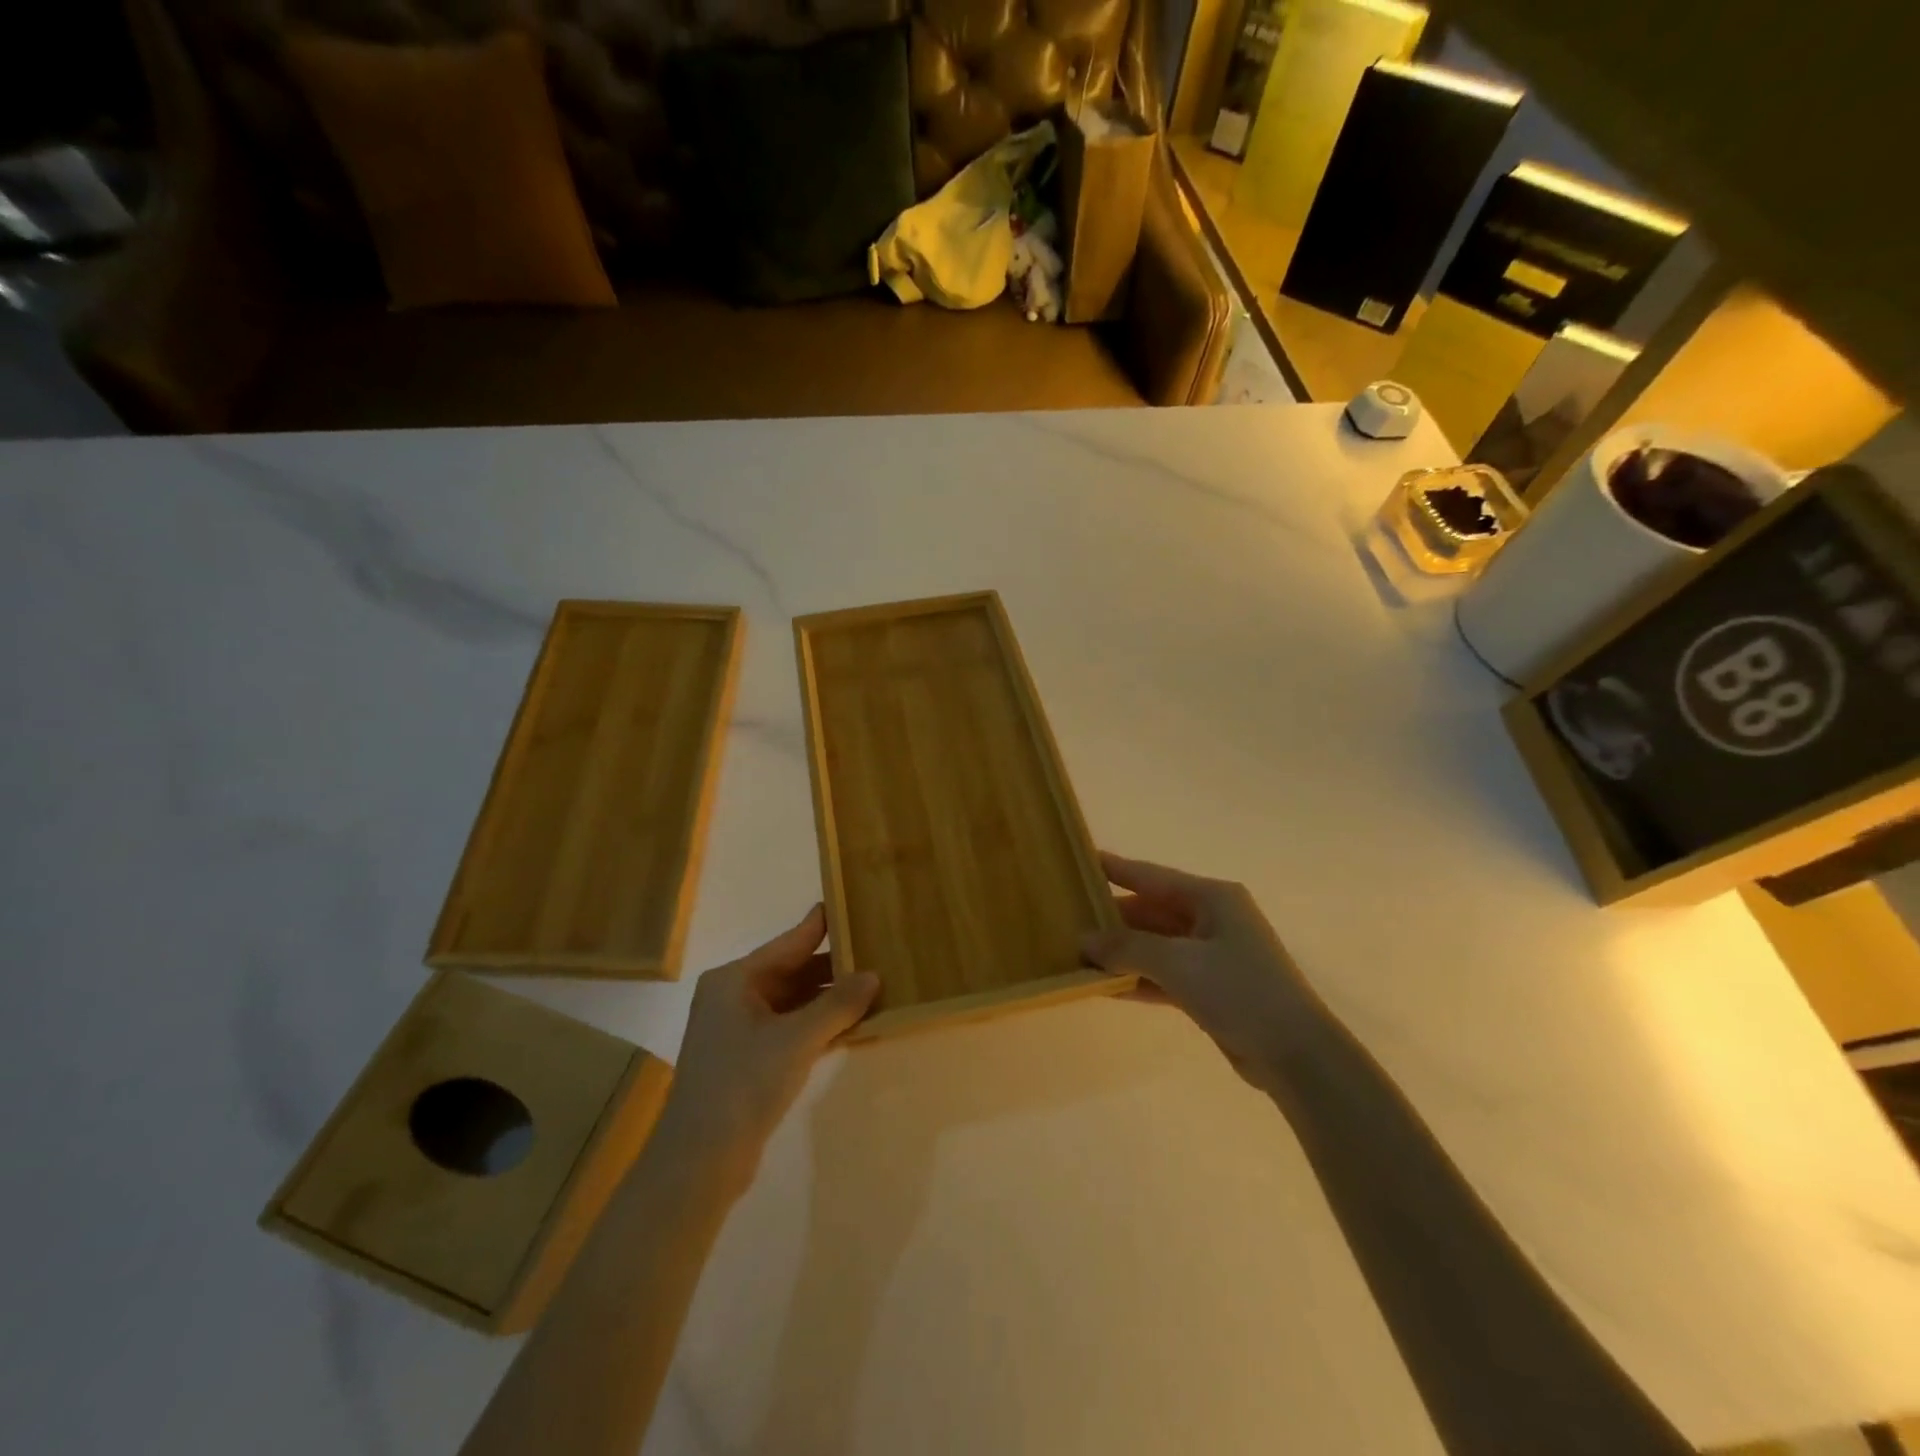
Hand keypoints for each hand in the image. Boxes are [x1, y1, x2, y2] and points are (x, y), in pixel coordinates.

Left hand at [654, 906, 878, 1195]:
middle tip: (875, 952)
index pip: (788, 943)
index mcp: (734, 980)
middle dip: (833, 967)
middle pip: (791, 971)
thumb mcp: (797, 1039)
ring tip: (874, 987)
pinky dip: (818, 1026)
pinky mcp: (747, 1061)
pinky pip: (790, 1029)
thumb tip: (873, 975)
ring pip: (792, 1003)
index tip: (848, 903)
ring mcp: (738, 1031)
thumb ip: (837, 1004)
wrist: (699, 1161)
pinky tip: (852, 1025)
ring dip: (828, 1000)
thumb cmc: (743, 1083)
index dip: (820, 926)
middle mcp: (733, 997)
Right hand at [1082, 852, 1324, 1093]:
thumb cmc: (1240, 990)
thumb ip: (1127, 947)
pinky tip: (1104, 987)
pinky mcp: (1211, 989)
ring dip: (1122, 953)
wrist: (1296, 1055)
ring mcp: (1213, 956)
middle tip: (1068, 919)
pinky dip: (1138, 980)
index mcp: (1212, 898)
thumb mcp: (1178, 962)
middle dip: (1112, 919)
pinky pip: (1164, 975)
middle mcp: (1212, 919)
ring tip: (1077, 954)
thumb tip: (1083, 939)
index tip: (1080, 861)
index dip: (1115, 869)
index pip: (1151, 876)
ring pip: (1155, 946)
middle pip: (1151, 911)